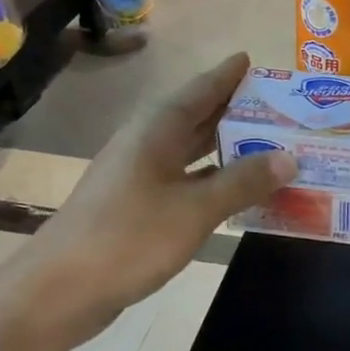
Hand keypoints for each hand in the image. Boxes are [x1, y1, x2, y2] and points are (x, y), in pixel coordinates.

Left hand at [15, 52, 294, 341]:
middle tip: (277, 104)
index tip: (252, 59)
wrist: (58, 291)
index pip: (199, 91)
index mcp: (157, 130)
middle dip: (234, 109)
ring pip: (190, 150)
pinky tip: (236, 190)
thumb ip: (243, 182)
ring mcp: (138, 176)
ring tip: (267, 142)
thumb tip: (290, 157)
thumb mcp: (196, 209)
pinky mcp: (136, 206)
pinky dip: (212, 179)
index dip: (226, 75)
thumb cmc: (129, 238)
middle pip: (196, 117)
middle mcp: (146, 144)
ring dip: (225, 146)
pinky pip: (185, 180)